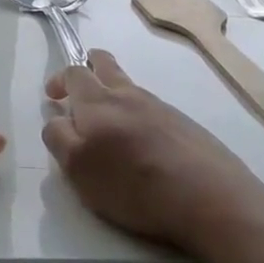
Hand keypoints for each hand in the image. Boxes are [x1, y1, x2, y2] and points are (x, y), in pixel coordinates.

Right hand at [43, 50, 263, 255]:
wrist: (211, 199)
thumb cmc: (135, 187)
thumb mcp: (78, 170)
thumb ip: (59, 138)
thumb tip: (58, 119)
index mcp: (98, 102)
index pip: (73, 73)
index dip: (59, 80)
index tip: (52, 97)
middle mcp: (128, 95)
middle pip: (104, 63)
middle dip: (88, 65)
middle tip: (78, 87)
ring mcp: (160, 107)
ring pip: (129, 86)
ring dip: (113, 92)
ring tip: (109, 123)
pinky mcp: (184, 124)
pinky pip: (151, 107)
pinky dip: (137, 113)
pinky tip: (142, 143)